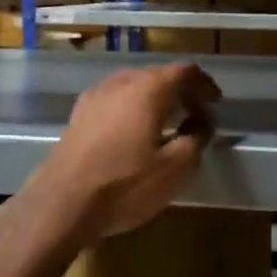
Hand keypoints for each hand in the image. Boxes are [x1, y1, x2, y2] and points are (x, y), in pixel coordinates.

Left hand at [28, 63, 220, 244]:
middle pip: (159, 75)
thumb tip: (201, 123)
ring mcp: (95, 96)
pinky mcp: (78, 115)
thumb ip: (196, 138)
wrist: (60, 204)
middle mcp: (121, 82)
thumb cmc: (124, 184)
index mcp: (149, 88)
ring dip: (155, 100)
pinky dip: (133, 109)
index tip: (216, 103)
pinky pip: (115, 101)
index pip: (185, 71)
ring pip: (134, 87)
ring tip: (167, 124)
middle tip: (196, 115)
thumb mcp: (175, 168)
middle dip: (181, 91)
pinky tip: (134, 134)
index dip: (205, 84)